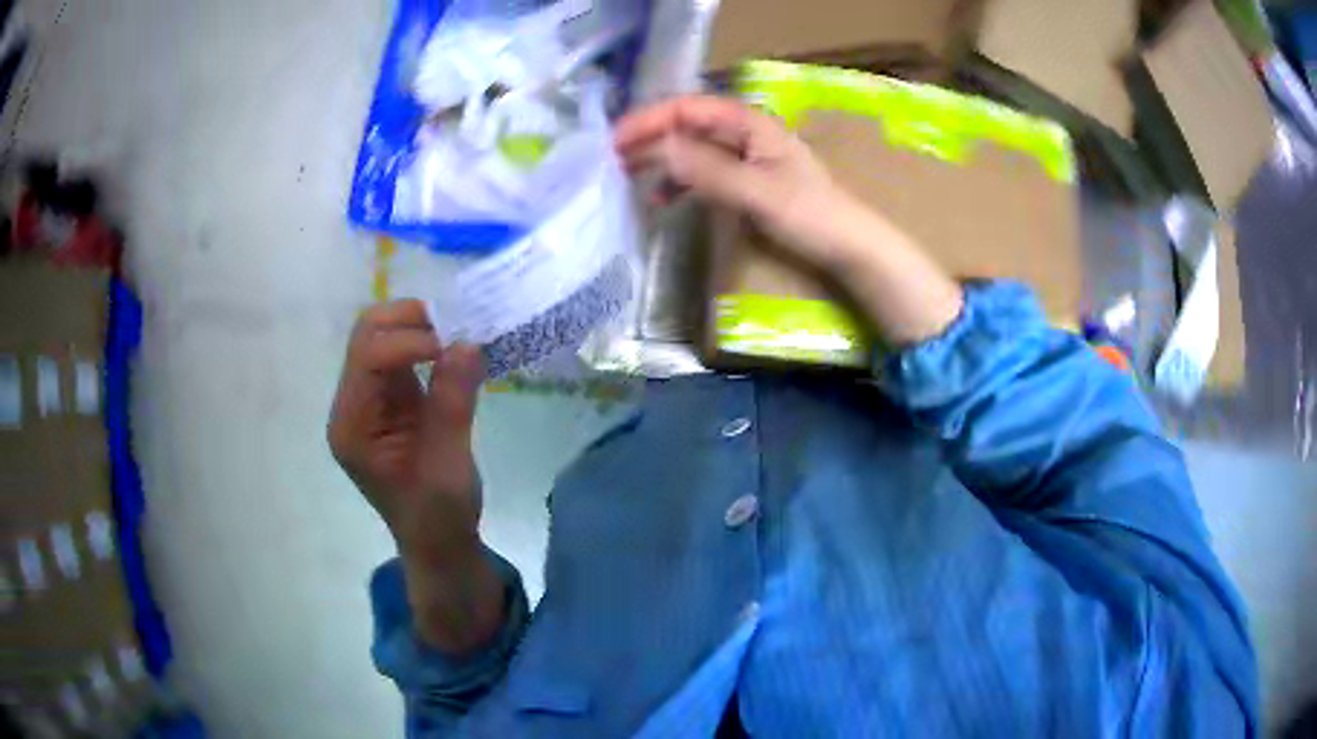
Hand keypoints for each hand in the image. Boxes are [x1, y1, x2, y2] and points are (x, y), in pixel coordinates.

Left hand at [328, 300, 485, 564]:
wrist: (438, 543)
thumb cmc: (438, 515)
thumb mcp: (447, 463)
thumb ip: (452, 402)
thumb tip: (469, 343)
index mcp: (352, 425)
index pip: (368, 357)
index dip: (407, 342)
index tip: (451, 348)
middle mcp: (353, 405)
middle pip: (366, 335)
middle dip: (408, 322)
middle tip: (453, 330)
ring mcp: (370, 400)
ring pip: (383, 338)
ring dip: (419, 330)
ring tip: (459, 340)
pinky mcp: (392, 400)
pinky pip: (403, 356)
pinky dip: (428, 346)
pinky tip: (454, 354)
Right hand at [616, 95, 962, 345]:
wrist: (848, 246)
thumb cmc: (809, 214)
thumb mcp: (757, 192)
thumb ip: (708, 169)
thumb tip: (660, 148)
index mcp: (749, 123)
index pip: (688, 108)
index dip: (650, 120)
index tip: (615, 142)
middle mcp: (745, 132)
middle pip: (687, 125)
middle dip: (649, 138)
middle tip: (611, 160)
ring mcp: (746, 157)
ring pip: (692, 148)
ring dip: (661, 159)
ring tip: (627, 177)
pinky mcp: (747, 180)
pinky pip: (704, 171)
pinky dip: (681, 181)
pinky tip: (662, 199)